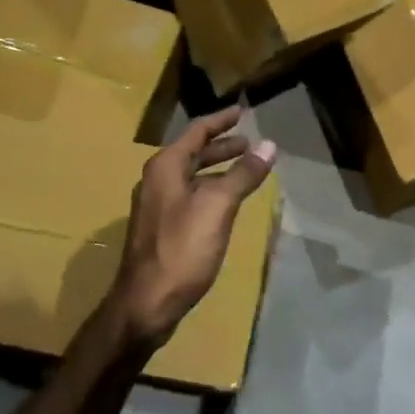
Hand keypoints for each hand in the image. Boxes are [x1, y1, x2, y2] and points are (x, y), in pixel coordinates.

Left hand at [108, 108, 276, 351]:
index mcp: (165, 167)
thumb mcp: (217, 207)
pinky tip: (226, 204)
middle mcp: (156, 180)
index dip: (222, 120)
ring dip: (216, 169)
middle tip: (249, 142)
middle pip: (192, 153)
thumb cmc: (182, 249)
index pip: (197, 131)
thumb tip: (268, 145)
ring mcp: (156, 206)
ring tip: (244, 169)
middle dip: (221, 146)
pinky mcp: (161, 229)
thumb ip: (242, 174)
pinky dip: (210, 190)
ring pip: (191, 176)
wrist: (146, 302)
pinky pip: (189, 197)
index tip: (243, 111)